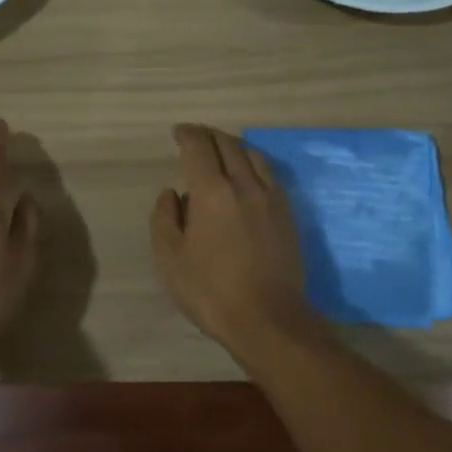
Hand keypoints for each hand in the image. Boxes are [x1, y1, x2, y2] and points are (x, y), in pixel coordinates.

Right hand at [150, 124, 312, 351]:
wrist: (268, 319)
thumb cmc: (211, 291)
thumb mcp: (170, 258)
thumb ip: (165, 218)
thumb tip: (172, 193)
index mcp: (212, 192)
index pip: (199, 147)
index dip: (187, 134)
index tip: (178, 132)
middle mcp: (244, 185)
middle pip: (227, 145)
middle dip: (208, 135)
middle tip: (195, 136)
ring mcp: (271, 198)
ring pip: (252, 156)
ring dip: (233, 146)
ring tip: (220, 151)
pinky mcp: (287, 214)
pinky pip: (269, 174)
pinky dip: (253, 164)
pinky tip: (247, 176)